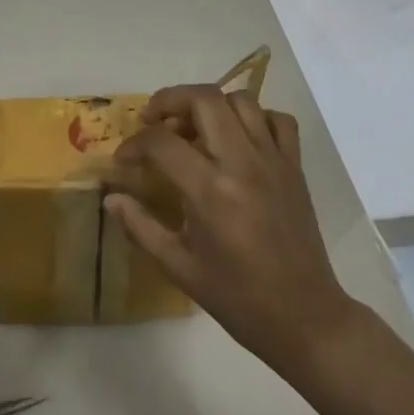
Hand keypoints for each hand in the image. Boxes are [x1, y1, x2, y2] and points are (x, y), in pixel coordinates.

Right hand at [106, 85, 358, 370]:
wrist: (303, 315)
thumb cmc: (236, 296)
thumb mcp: (178, 266)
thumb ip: (140, 227)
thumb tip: (111, 198)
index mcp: (210, 191)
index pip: (161, 142)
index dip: (133, 145)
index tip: (123, 161)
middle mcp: (243, 164)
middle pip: (205, 99)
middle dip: (169, 100)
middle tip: (152, 121)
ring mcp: (274, 161)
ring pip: (242, 100)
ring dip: (210, 105)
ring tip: (193, 129)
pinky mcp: (295, 167)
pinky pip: (278, 121)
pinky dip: (254, 118)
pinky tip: (238, 140)